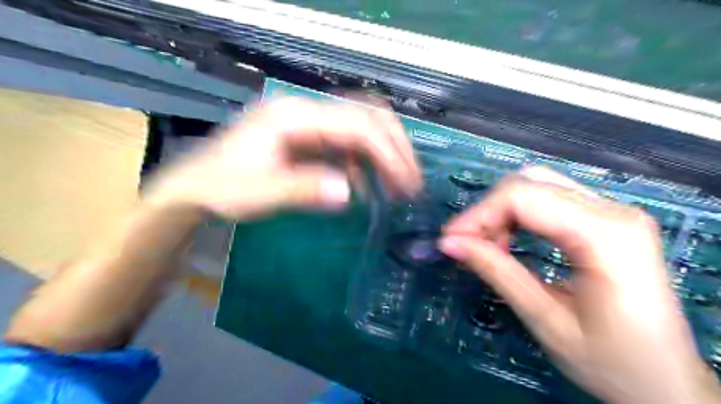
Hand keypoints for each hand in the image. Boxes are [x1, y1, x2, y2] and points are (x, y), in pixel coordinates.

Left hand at [152, 96, 423, 219]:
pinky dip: (365, 162)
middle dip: (395, 147)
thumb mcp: (260, 193)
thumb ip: (302, 190)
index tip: (407, 184)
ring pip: (362, 127)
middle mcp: (306, 112)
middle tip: (411, 181)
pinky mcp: (309, 138)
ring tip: (397, 185)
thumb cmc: (222, 188)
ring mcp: (309, 124)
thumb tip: (348, 192)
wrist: (197, 188)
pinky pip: (348, 144)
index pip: (356, 125)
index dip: (388, 153)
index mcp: (295, 117)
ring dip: (384, 154)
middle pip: (367, 116)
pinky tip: (366, 183)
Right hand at [440, 166, 720, 403]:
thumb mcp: (546, 321)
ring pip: (536, 185)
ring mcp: (613, 210)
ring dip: (501, 211)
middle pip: (529, 183)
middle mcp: (614, 210)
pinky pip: (548, 198)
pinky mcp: (605, 218)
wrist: (668, 381)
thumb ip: (497, 273)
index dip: (478, 214)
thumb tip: (450, 243)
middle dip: (488, 211)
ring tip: (488, 245)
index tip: (450, 240)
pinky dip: (518, 214)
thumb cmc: (613, 364)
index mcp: (606, 235)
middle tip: (468, 244)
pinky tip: (510, 239)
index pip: (523, 197)